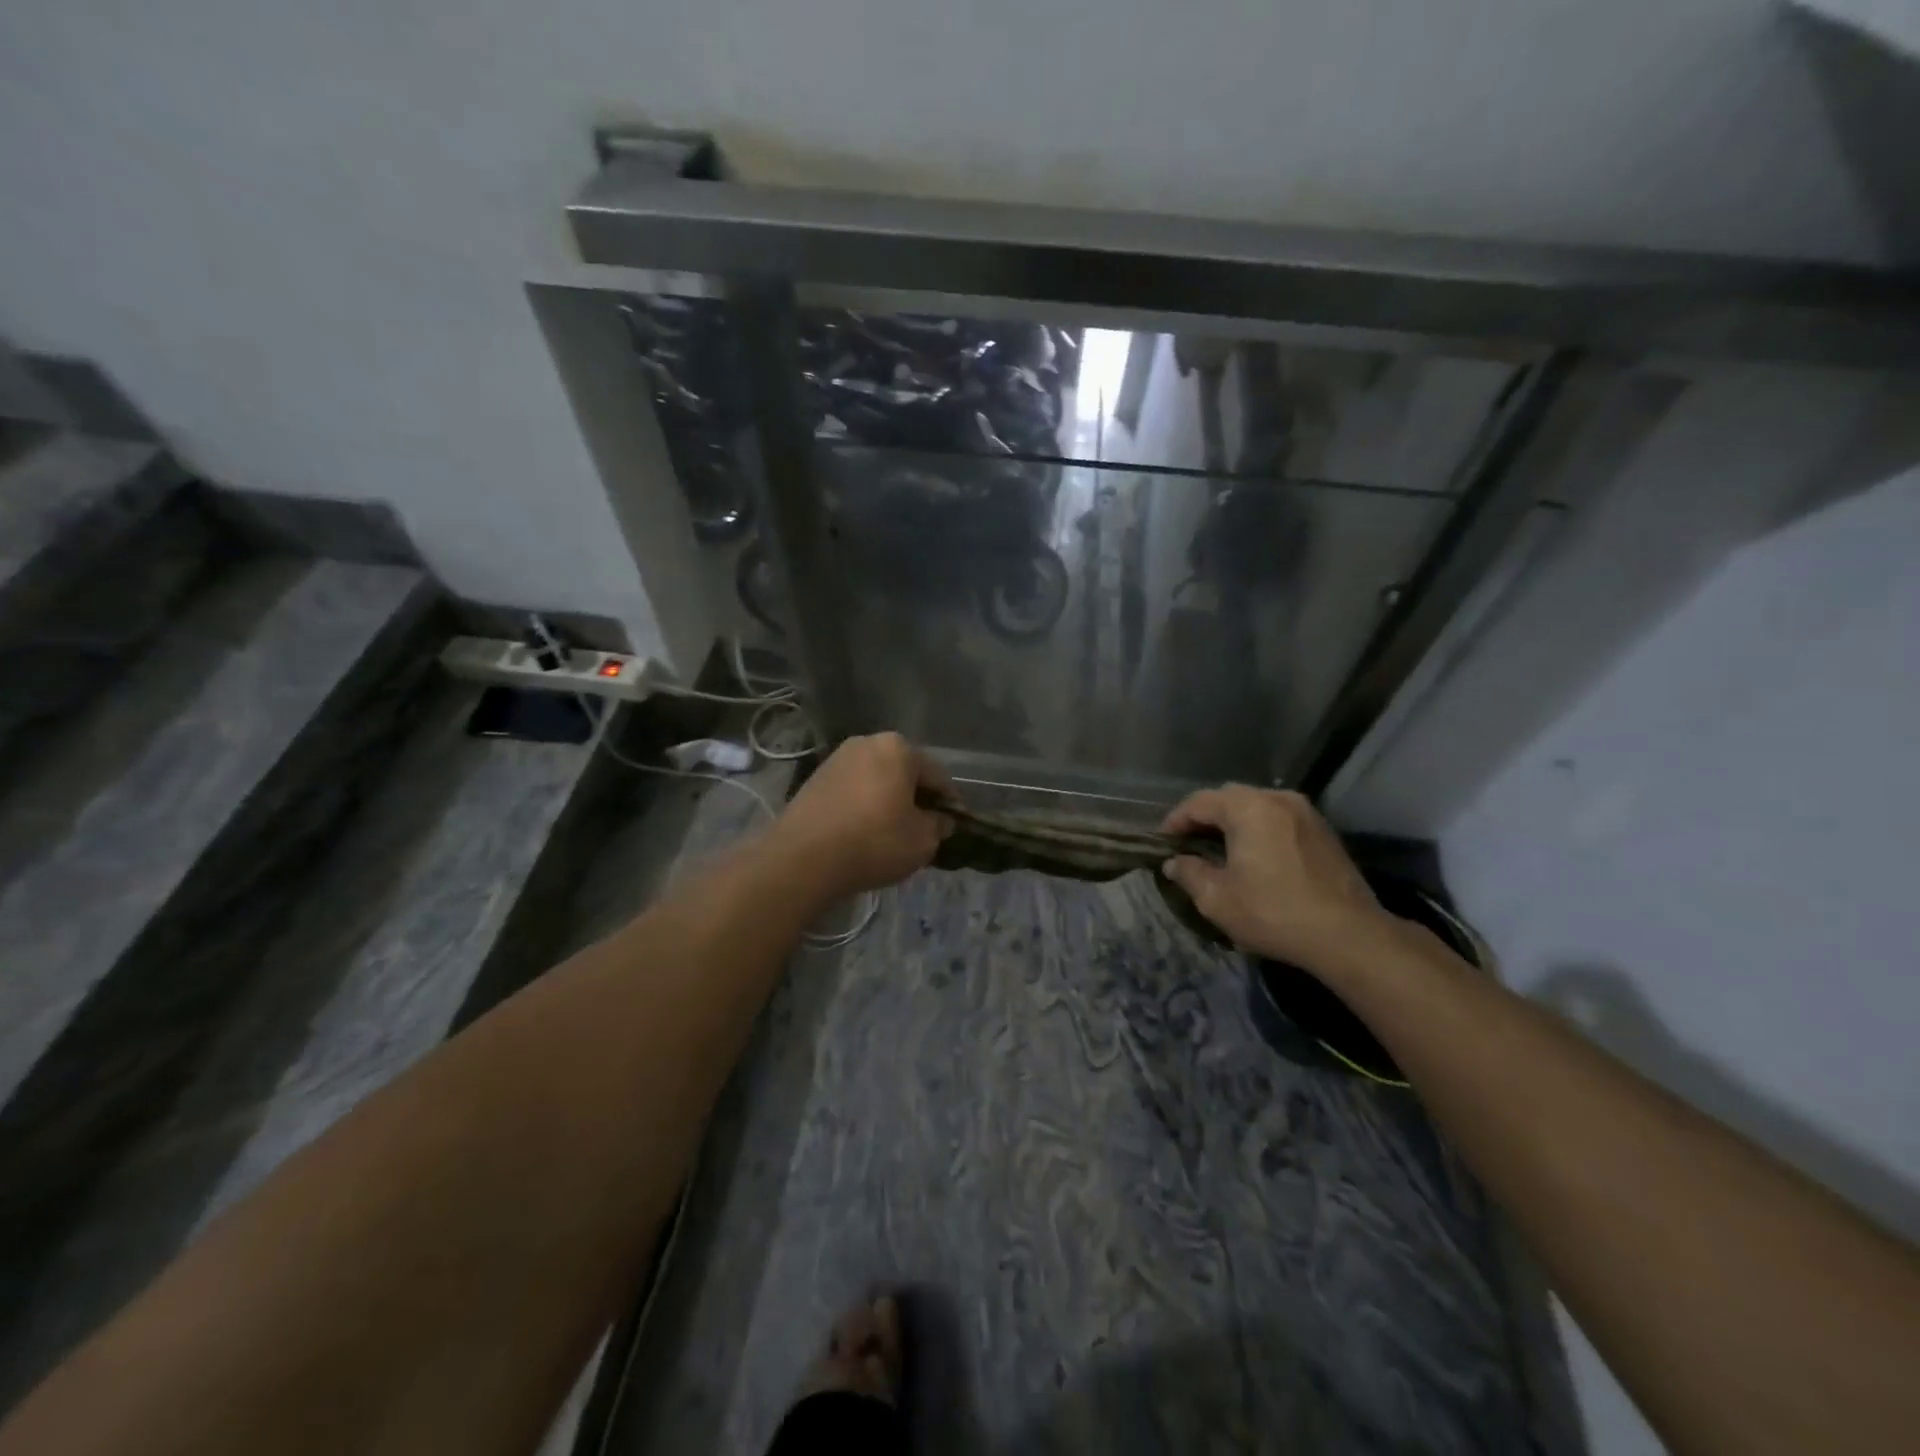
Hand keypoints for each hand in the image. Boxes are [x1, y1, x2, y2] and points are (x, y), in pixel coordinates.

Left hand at [771, 733, 953, 899]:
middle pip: (904, 773)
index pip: (937, 775)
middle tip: (924, 829)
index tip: (955, 825)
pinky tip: (864, 833)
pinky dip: (864, 807)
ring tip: (893, 834)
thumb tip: (941, 821)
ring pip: (876, 781)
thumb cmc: (874, 841)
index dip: (950, 802)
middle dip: (916, 798)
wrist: (803, 857)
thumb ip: (939, 826)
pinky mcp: (815, 779)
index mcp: (898, 748)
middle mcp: (867, 743)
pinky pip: (853, 791)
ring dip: (888, 801)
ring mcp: (837, 759)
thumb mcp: (922, 841)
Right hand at [1161, 785, 1395, 979]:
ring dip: (1232, 823)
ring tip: (1218, 850)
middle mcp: (1277, 798)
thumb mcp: (1217, 899)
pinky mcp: (1322, 831)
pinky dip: (1258, 829)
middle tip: (1187, 844)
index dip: (1175, 821)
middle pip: (1228, 798)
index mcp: (1248, 808)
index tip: (1161, 843)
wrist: (1349, 936)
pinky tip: (1253, 856)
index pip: (1198, 803)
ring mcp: (1305, 812)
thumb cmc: (1274, 913)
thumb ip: (1189, 873)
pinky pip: (1278, 819)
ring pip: (1256, 806)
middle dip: (1204, 818)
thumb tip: (1174, 863)